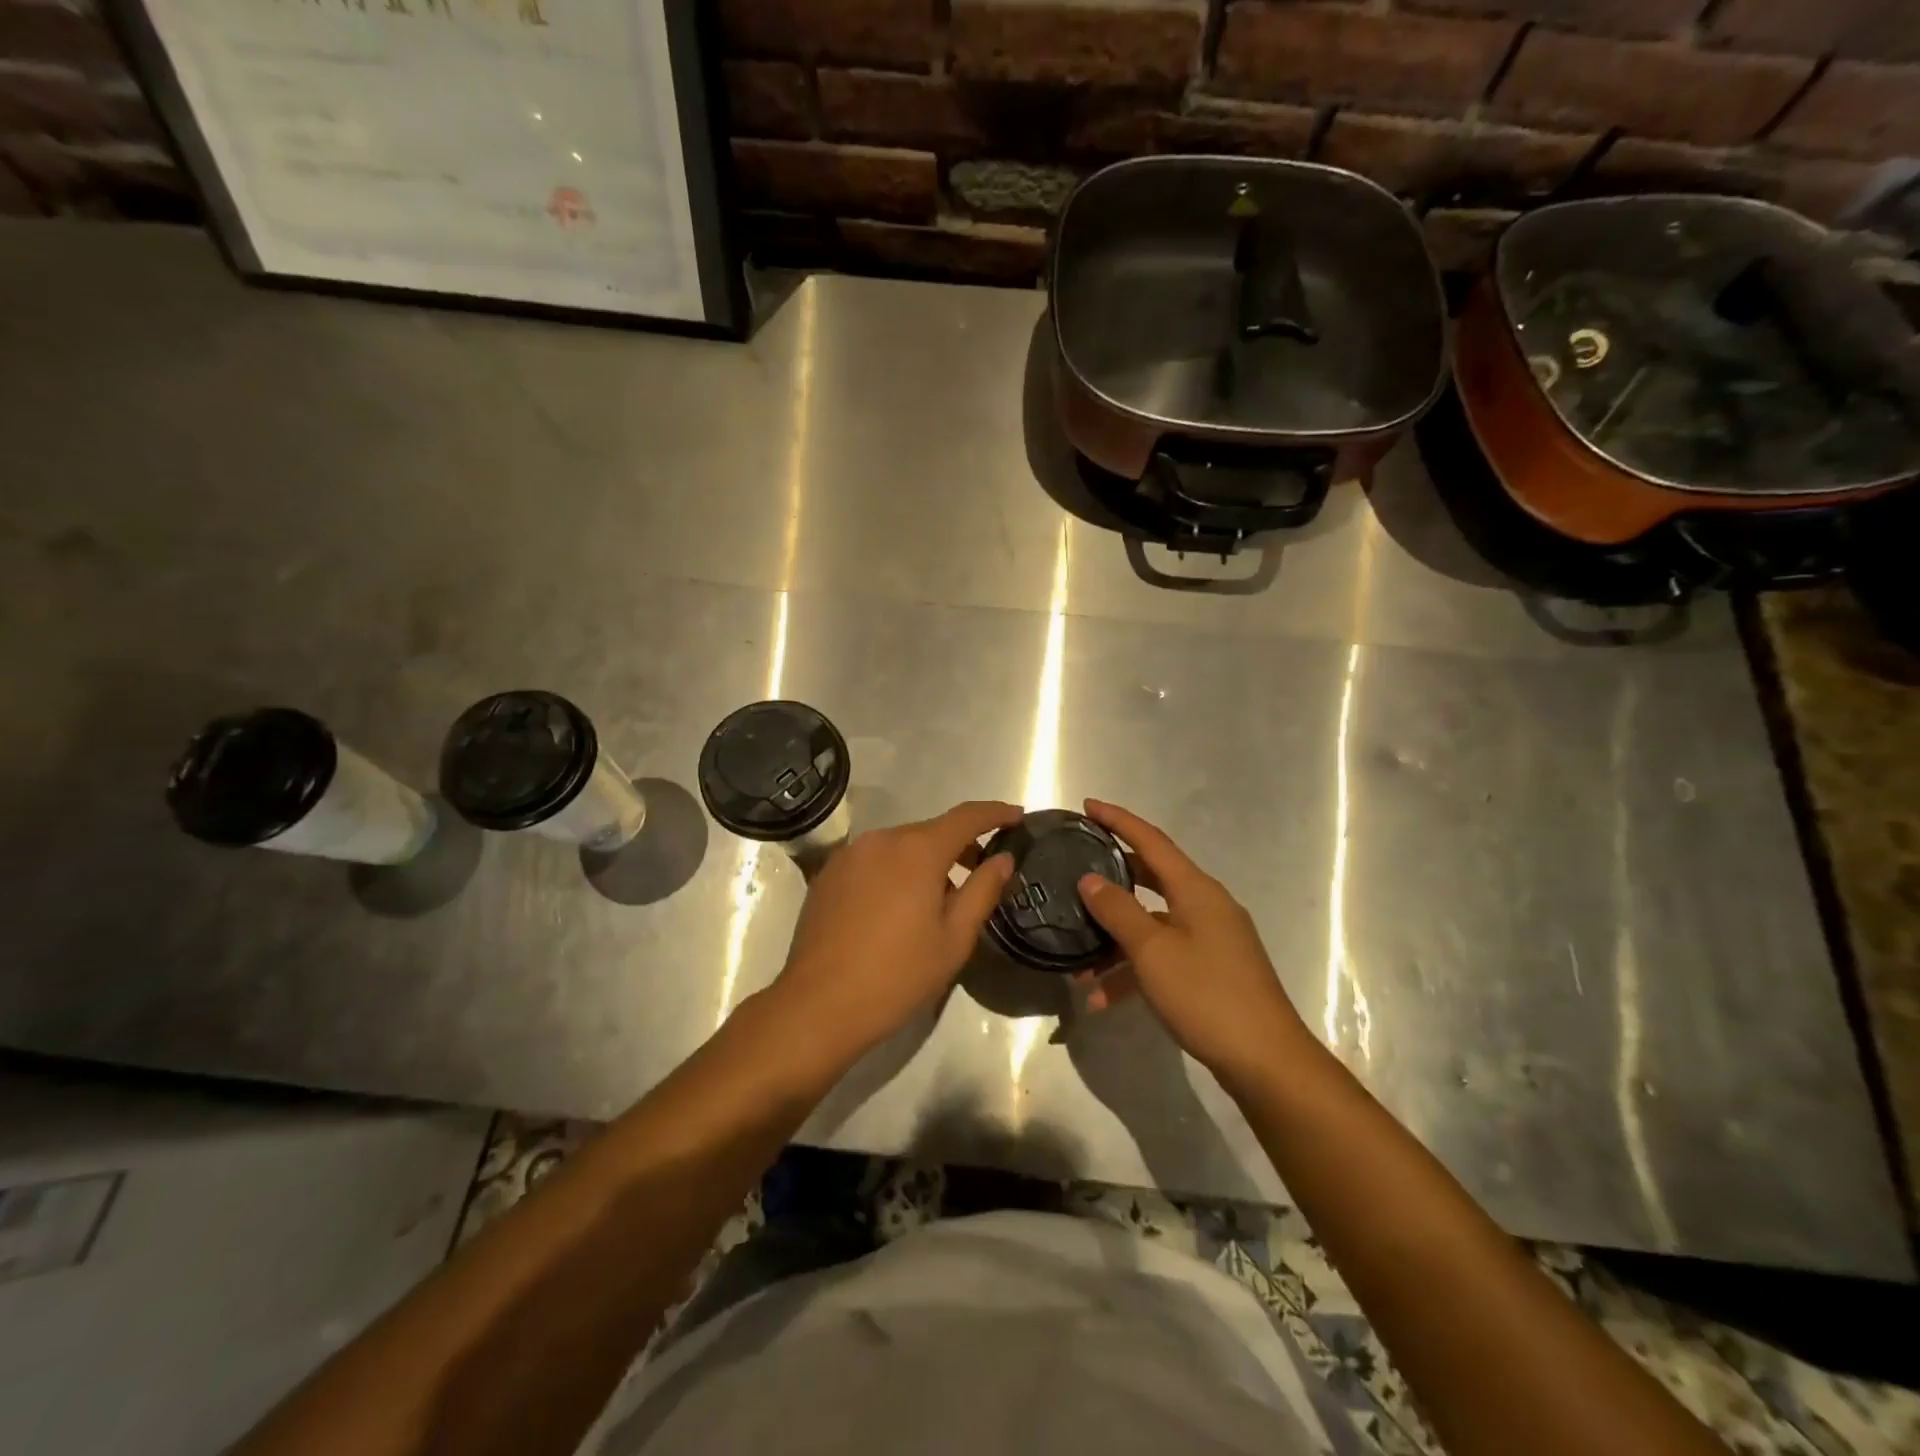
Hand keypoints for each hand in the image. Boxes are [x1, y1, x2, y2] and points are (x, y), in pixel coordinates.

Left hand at [769, 800, 1021, 1070]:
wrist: (818, 1005)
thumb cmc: (898, 975)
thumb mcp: (954, 938)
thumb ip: (983, 890)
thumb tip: (1003, 858)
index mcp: (917, 850)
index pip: (966, 817)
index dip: (995, 813)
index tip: (1017, 815)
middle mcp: (881, 839)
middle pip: (931, 831)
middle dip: (960, 845)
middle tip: (982, 871)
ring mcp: (849, 854)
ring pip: (900, 846)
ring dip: (925, 861)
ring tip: (938, 900)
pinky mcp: (828, 874)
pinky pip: (874, 860)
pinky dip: (895, 871)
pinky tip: (897, 908)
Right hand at [1074, 798, 1308, 1087]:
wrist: (1267, 1062)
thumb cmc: (1207, 995)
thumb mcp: (1152, 951)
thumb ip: (1118, 910)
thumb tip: (1090, 879)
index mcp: (1196, 890)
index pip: (1151, 841)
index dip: (1118, 820)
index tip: (1087, 806)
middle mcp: (1205, 906)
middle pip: (1152, 878)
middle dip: (1112, 878)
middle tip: (1076, 870)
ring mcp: (1211, 939)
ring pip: (1153, 925)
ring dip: (1116, 941)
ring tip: (1078, 965)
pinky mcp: (1212, 970)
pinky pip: (1164, 956)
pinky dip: (1135, 971)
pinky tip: (1104, 1001)